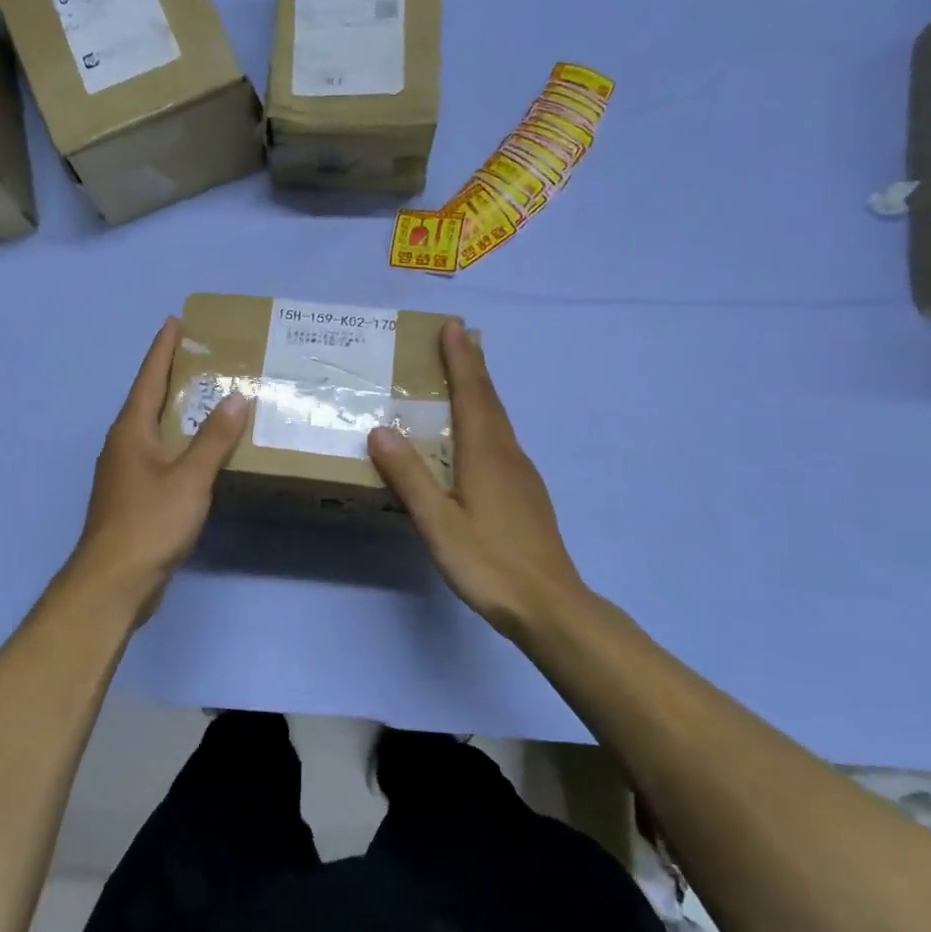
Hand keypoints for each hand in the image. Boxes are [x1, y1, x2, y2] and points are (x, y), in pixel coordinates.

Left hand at [67, 317, 248, 623]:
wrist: (114, 581)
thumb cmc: (150, 522)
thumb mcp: (189, 477)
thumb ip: (214, 439)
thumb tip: (235, 398)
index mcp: (131, 430)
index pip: (149, 378)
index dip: (163, 349)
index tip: (175, 321)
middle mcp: (123, 445)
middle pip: (149, 400)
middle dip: (172, 377)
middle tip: (201, 357)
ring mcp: (124, 473)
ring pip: (154, 431)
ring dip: (176, 412)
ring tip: (207, 399)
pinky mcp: (132, 498)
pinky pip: (159, 457)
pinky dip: (179, 445)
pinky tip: (199, 453)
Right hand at [368, 321, 592, 641]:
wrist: (550, 605)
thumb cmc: (490, 563)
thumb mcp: (439, 523)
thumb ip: (410, 477)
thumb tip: (380, 429)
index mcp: (486, 454)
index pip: (472, 393)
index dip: (461, 359)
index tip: (453, 326)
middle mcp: (507, 455)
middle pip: (490, 400)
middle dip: (474, 365)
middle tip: (460, 337)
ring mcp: (522, 475)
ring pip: (499, 420)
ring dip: (482, 391)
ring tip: (466, 375)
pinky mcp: (526, 495)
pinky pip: (502, 441)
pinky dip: (487, 419)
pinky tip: (479, 436)